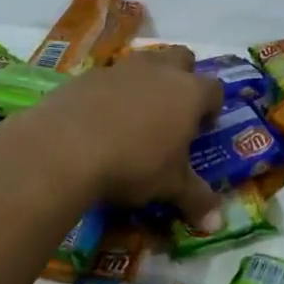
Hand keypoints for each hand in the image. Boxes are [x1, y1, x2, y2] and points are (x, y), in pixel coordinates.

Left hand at [0, 46, 223, 220]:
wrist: (65, 147)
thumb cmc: (134, 164)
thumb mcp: (170, 187)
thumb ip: (196, 200)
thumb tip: (217, 225)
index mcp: (189, 93)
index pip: (214, 89)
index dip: (212, 108)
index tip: (202, 129)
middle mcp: (159, 71)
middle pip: (181, 58)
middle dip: (182, 77)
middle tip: (173, 111)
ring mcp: (121, 69)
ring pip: (144, 62)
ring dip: (146, 82)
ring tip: (135, 116)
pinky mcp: (86, 76)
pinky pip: (108, 78)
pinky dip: (110, 93)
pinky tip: (99, 121)